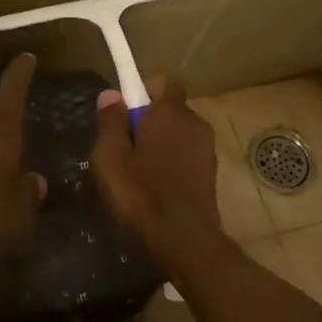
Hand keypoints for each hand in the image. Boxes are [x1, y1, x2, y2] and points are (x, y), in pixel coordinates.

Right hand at [89, 77, 228, 266]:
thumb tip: (111, 95)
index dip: (141, 92)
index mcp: (170, 112)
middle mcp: (194, 122)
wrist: (184, 240)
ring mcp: (206, 148)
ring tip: (138, 173)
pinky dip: (172, 162)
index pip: (161, 81)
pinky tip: (157, 188)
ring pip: (177, 133)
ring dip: (160, 143)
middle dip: (147, 120)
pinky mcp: (211, 172)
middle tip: (123, 148)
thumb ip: (110, 122)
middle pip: (168, 109)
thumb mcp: (110, 157)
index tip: (122, 115)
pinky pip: (186, 154)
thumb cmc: (141, 194)